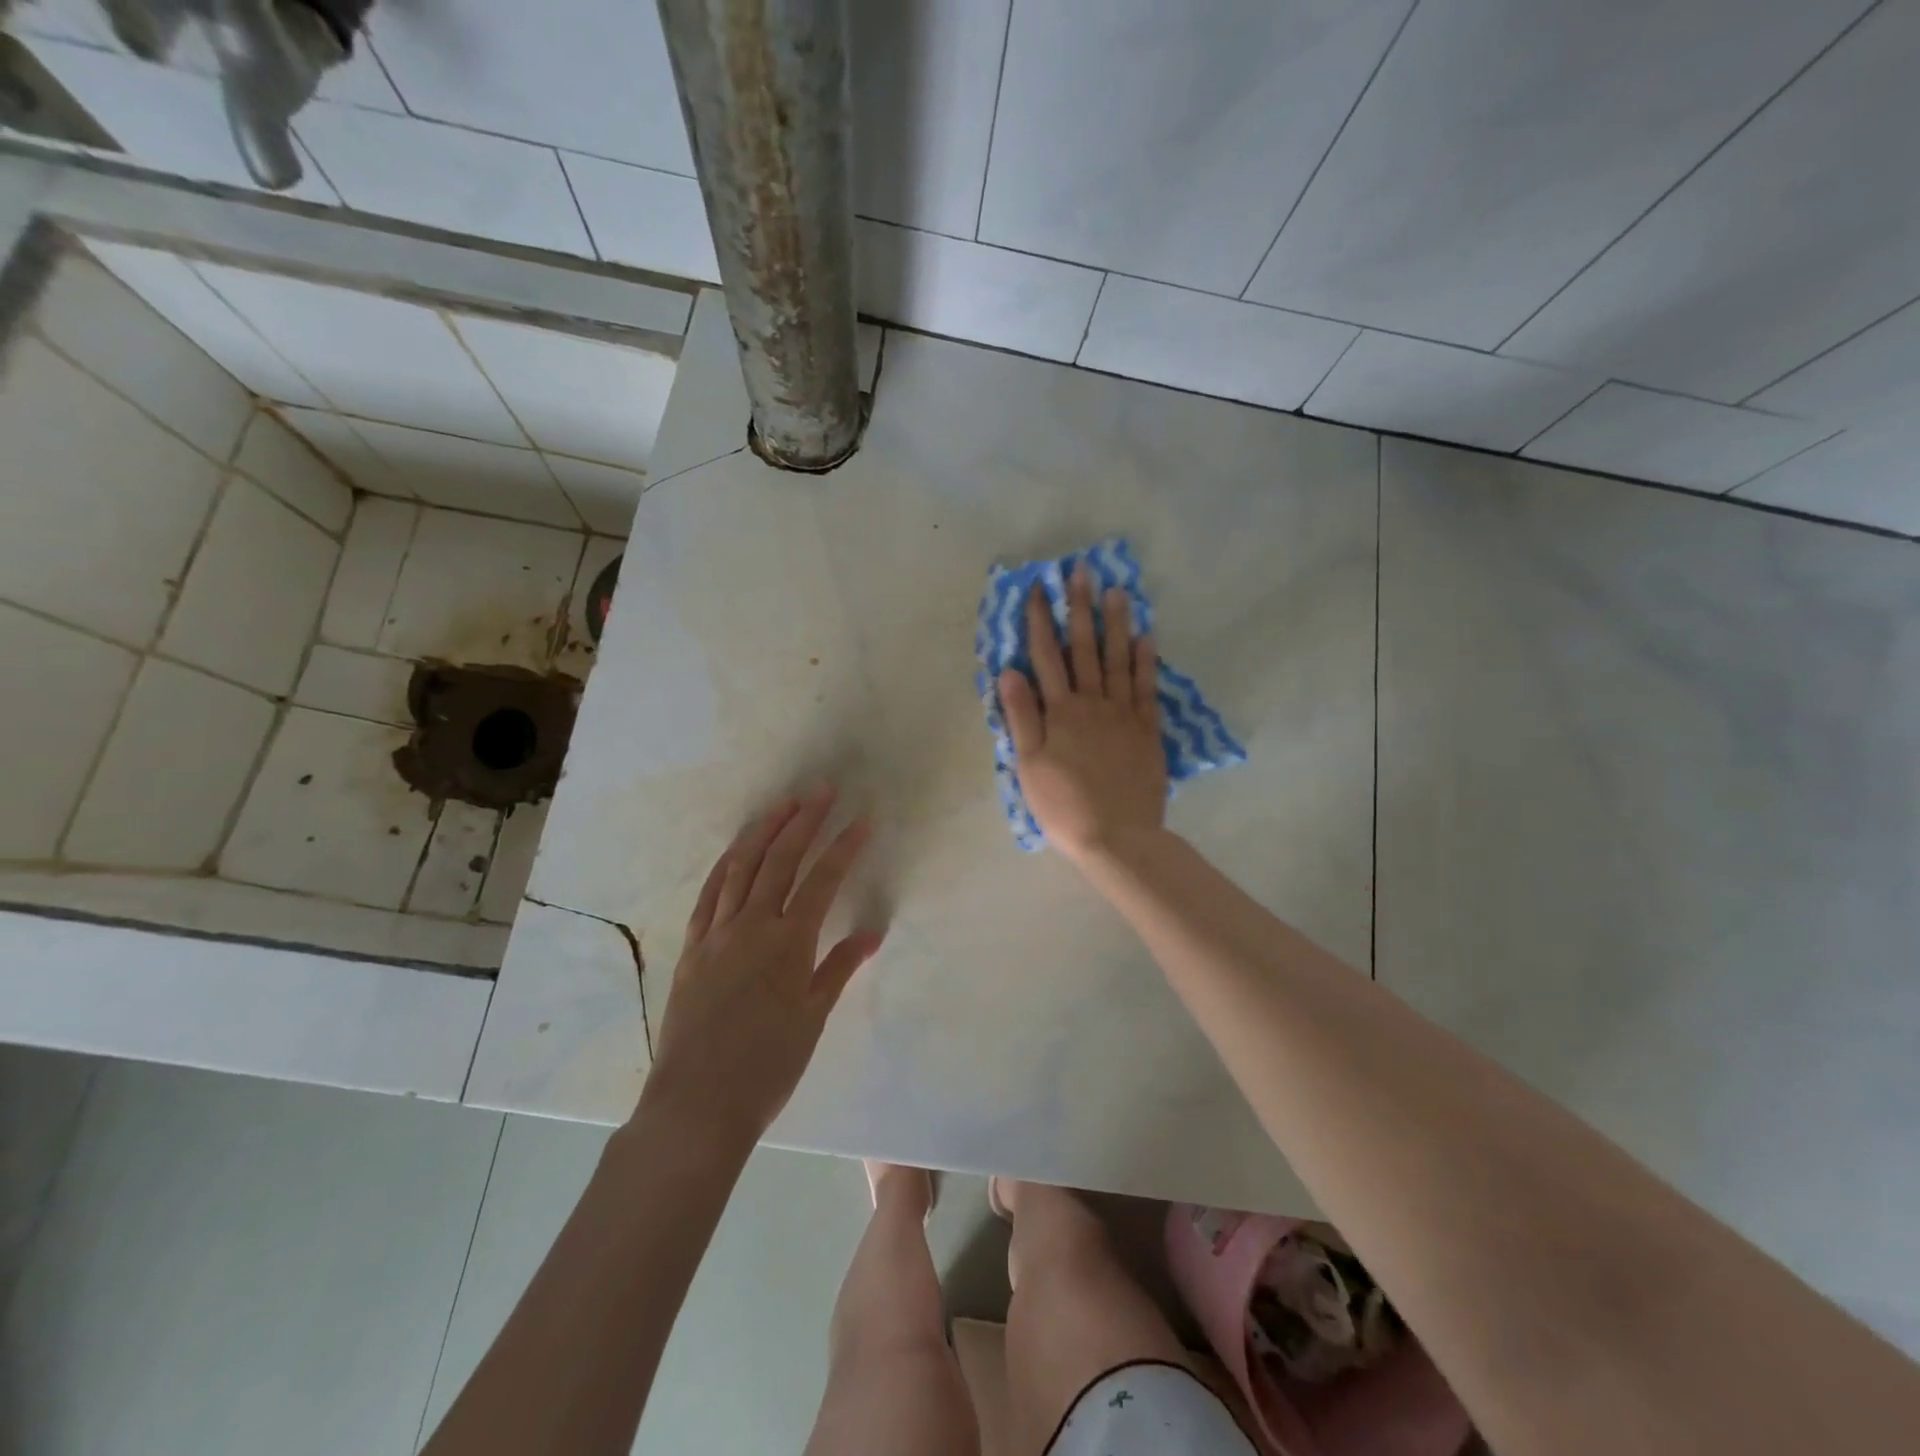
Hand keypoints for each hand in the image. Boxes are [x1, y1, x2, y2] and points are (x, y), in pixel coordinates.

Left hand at [644, 789, 882, 1145]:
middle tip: (822, 792)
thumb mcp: (813, 1018)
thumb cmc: (768, 1066)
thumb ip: (839, 968)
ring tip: (783, 805)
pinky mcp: (692, 947)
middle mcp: (752, 926)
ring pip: (741, 867)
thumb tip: (871, 932)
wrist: (698, 1103)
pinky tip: (737, 850)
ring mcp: (717, 933)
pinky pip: (709, 894)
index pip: (823, 880)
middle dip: (804, 821)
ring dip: (764, 831)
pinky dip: (725, 865)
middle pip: (781, 861)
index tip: (863, 820)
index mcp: (789, 943)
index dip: (844, 847)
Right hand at [998, 564, 1166, 862]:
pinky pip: (1147, 687)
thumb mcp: (1029, 765)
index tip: (1039, 588)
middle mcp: (1092, 703)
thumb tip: (1009, 671)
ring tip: (1117, 590)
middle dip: (1080, 607)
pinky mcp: (1147, 730)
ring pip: (1119, 659)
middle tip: (1082, 570)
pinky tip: (1147, 636)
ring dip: (1116, 623)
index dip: (1041, 620)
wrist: (1116, 836)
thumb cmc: (1063, 805)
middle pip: (1085, 647)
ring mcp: (1123, 714)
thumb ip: (1021, 716)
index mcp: (1060, 711)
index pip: (1046, 656)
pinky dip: (1146, 660)